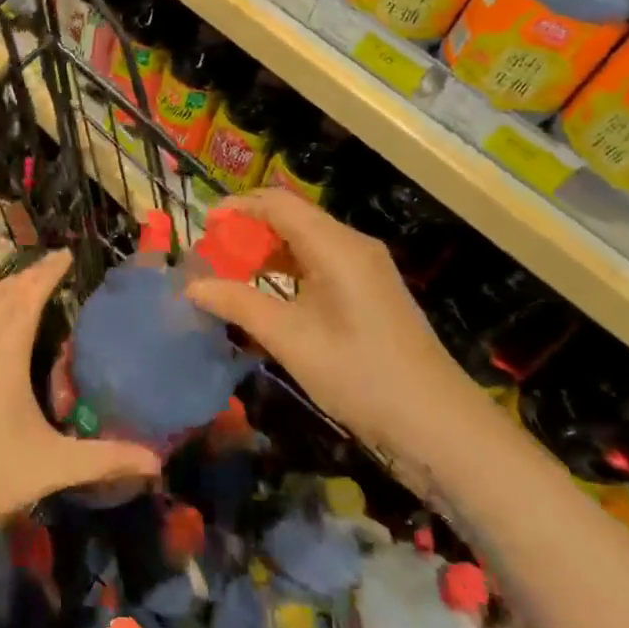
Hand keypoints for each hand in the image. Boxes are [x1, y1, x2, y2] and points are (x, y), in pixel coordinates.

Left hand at [0, 250, 160, 541]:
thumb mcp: (52, 467)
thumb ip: (105, 459)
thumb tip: (157, 461)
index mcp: (4, 357)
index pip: (27, 299)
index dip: (46, 273)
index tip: (65, 254)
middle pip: (2, 296)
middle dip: (28, 275)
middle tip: (53, 266)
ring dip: (3, 288)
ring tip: (24, 283)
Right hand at [187, 190, 491, 459]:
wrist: (437, 424)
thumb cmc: (360, 375)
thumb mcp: (290, 340)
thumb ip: (238, 305)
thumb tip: (191, 287)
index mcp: (336, 246)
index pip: (278, 204)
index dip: (237, 207)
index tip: (203, 225)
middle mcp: (352, 246)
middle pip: (292, 218)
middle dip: (248, 230)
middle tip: (212, 255)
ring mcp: (365, 269)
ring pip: (306, 242)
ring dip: (267, 251)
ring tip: (230, 274)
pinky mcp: (370, 292)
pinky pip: (320, 264)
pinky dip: (288, 271)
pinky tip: (268, 296)